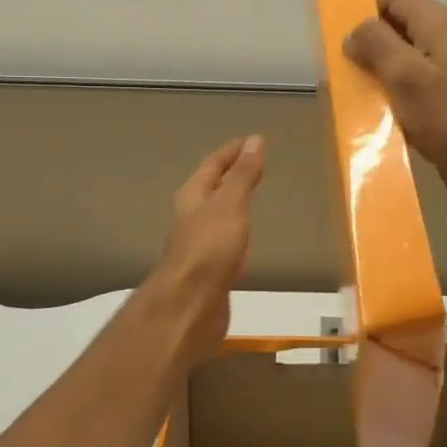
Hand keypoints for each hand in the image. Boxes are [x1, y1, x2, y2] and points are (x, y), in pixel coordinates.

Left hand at [150, 136, 265, 358]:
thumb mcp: (231, 204)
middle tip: (257, 165)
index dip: (233, 151)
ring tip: (254, 198)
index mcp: (193, 196)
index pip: (213, 165)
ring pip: (218, 216)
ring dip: (234, 204)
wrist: (190, 306)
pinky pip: (225, 242)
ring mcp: (199, 245)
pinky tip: (248, 241)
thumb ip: (244, 174)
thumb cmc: (210, 248)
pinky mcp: (209, 270)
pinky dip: (238, 232)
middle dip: (232, 176)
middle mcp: (192, 217)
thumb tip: (255, 140)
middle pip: (212, 189)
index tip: (254, 140)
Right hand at [343, 0, 446, 221]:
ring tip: (353, 92)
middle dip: (367, 45)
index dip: (363, 12)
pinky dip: (391, 94)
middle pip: (396, 28)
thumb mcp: (405, 75)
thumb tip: (354, 32)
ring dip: (377, 73)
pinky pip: (410, 85)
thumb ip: (376, 44)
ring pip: (401, 59)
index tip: (338, 37)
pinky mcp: (446, 98)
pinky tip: (375, 113)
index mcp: (440, 23)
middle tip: (342, 69)